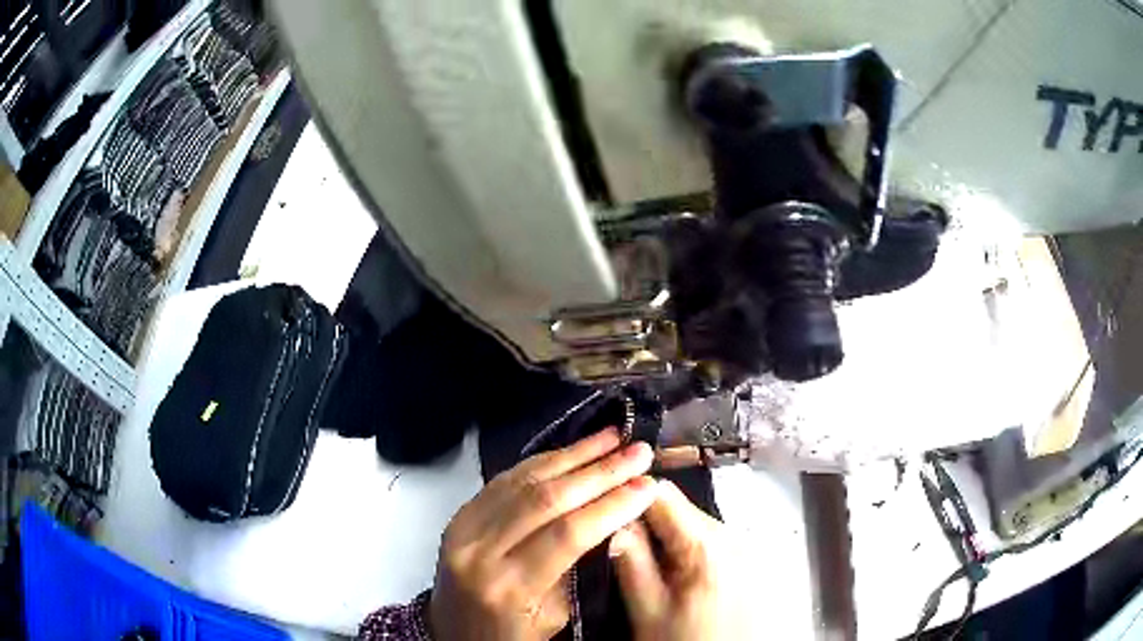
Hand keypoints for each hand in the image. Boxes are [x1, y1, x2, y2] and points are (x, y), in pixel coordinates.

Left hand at [430, 428, 656, 640]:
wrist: (451, 634)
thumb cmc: (510, 634)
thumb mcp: (554, 617)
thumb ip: (577, 569)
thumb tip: (611, 521)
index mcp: (509, 587)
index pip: (567, 534)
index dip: (611, 505)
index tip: (648, 485)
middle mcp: (480, 550)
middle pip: (546, 499)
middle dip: (600, 471)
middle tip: (639, 452)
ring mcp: (463, 528)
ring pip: (524, 480)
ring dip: (573, 455)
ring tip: (612, 438)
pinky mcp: (458, 514)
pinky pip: (503, 480)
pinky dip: (542, 462)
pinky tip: (571, 450)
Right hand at [611, 480, 747, 640]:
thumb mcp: (647, 608)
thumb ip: (630, 560)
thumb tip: (614, 520)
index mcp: (707, 544)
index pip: (661, 494)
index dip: (629, 499)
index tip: (608, 513)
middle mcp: (732, 537)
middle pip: (678, 507)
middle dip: (649, 524)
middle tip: (625, 549)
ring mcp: (742, 547)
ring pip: (692, 522)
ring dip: (667, 538)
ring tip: (652, 569)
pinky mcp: (746, 559)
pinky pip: (709, 539)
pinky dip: (687, 550)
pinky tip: (677, 577)